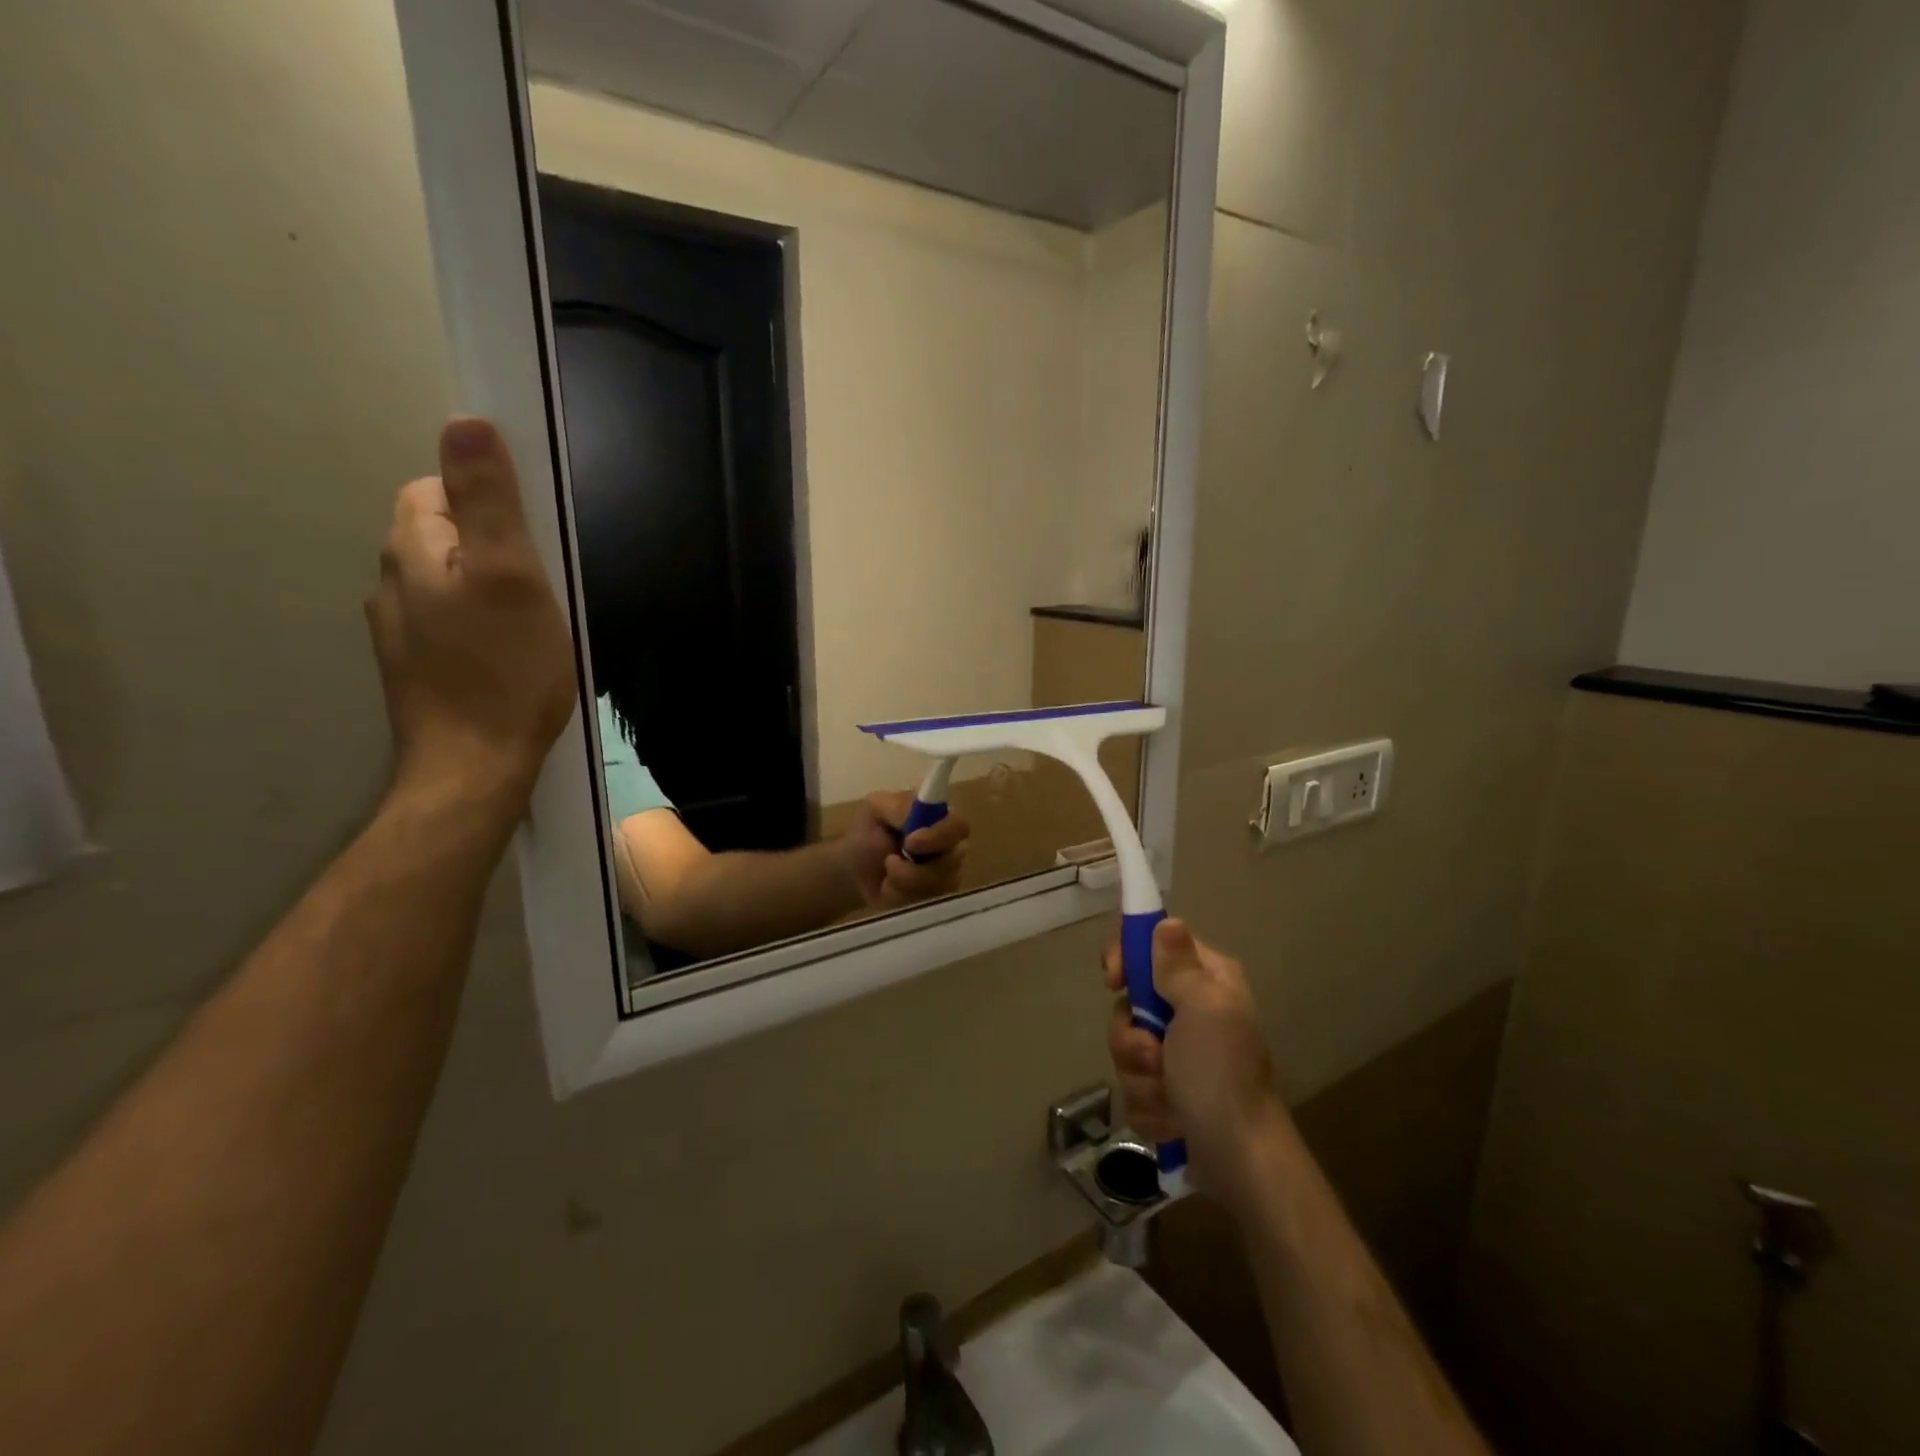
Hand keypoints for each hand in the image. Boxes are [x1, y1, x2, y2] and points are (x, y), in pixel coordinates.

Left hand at [364, 418, 575, 812]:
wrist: (475, 767)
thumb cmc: (505, 670)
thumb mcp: (512, 577)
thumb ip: (489, 502)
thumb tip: (466, 421)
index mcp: (412, 551)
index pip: (437, 491)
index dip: (489, 503)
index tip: (535, 540)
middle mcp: (392, 583)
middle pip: (444, 537)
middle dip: (493, 547)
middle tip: (544, 585)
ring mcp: (401, 632)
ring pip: (449, 584)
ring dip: (489, 589)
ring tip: (534, 624)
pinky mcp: (419, 669)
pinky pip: (452, 624)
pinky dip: (481, 626)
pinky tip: (510, 658)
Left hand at [836, 790, 970, 906]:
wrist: (856, 872)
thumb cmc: (870, 835)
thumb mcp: (876, 809)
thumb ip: (898, 807)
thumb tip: (916, 815)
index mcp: (940, 820)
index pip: (958, 827)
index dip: (939, 836)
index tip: (910, 843)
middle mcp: (951, 848)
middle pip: (952, 862)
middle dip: (915, 869)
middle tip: (889, 863)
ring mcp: (947, 877)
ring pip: (937, 887)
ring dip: (903, 882)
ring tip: (885, 874)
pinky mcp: (936, 901)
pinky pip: (924, 904)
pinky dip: (900, 897)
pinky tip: (889, 888)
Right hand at [1102, 918, 1283, 1196]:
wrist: (1240, 1161)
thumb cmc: (1221, 1076)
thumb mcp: (1202, 1009)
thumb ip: (1178, 965)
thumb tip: (1168, 920)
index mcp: (1206, 981)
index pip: (1151, 946)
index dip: (1125, 960)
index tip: (1114, 982)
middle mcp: (1192, 1010)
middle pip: (1130, 1003)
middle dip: (1132, 1037)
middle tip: (1155, 1056)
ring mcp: (1179, 1054)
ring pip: (1127, 1048)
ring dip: (1140, 1076)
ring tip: (1169, 1097)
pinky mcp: (1168, 1091)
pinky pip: (1134, 1084)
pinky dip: (1149, 1105)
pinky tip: (1172, 1120)